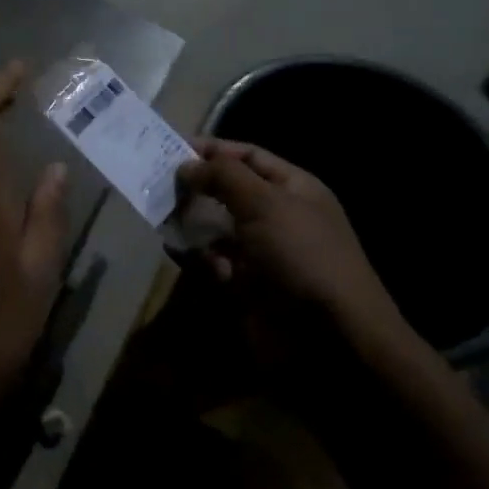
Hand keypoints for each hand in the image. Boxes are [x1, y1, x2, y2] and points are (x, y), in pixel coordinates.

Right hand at [177, 139, 414, 358]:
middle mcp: (278, 216)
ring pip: (216, 227)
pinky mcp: (247, 286)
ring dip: (190, 222)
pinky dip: (195, 256)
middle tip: (157, 185)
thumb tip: (186, 165)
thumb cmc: (301, 254)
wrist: (331, 339)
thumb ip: (222, 176)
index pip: (248, 156)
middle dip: (195, 187)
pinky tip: (177, 252)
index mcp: (293, 189)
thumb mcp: (264, 203)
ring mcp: (263, 253)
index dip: (213, 150)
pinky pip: (213, 262)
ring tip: (161, 218)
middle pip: (228, 191)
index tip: (171, 149)